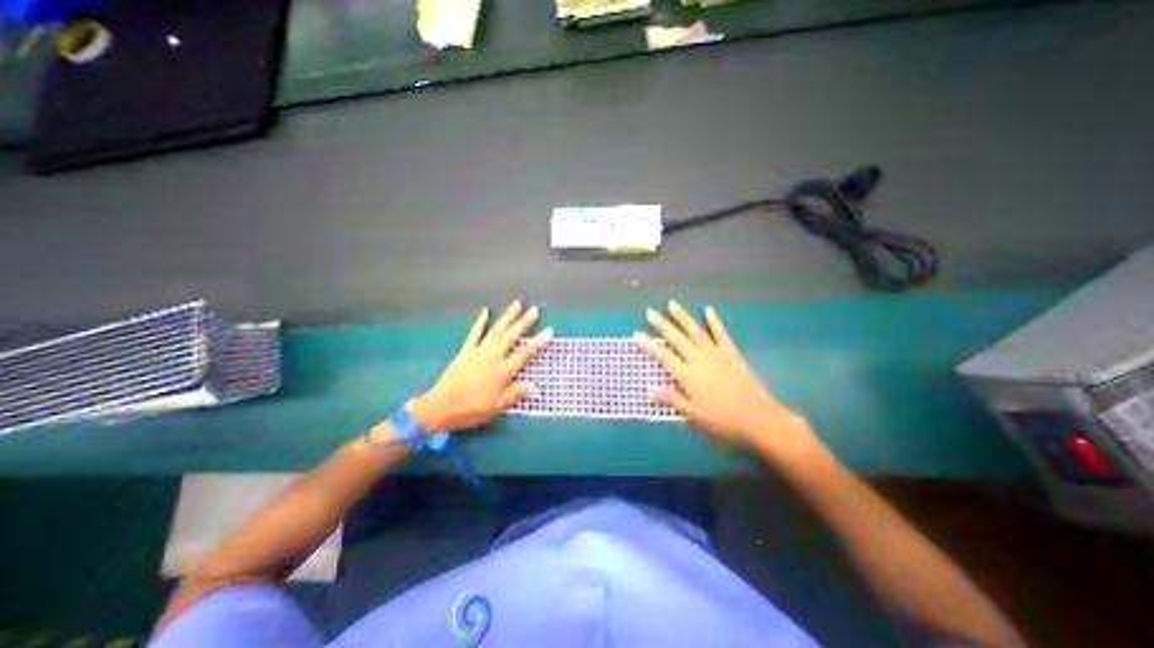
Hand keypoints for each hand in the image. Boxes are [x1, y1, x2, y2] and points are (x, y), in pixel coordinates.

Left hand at [405, 300, 553, 432]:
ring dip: (507, 317)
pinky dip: (480, 322)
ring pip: (496, 331)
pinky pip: (474, 334)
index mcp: (502, 371)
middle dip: (524, 322)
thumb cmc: (471, 409)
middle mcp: (492, 357)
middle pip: (511, 336)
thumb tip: (535, 386)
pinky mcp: (465, 351)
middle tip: (534, 310)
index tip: (549, 331)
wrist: (439, 407)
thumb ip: (515, 394)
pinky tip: (485, 312)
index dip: (538, 342)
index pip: (525, 353)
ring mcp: (478, 352)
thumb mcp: (496, 408)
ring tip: (516, 304)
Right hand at [641, 302, 818, 460]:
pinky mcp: (731, 353)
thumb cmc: (721, 419)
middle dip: (662, 325)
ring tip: (672, 304)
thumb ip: (671, 398)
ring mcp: (716, 354)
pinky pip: (721, 334)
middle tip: (650, 312)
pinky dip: (715, 321)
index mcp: (687, 375)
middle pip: (677, 339)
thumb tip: (648, 390)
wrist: (757, 417)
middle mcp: (699, 360)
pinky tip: (708, 310)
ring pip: (696, 331)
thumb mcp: (692, 413)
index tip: (636, 334)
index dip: (648, 345)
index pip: (663, 357)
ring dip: (683, 317)